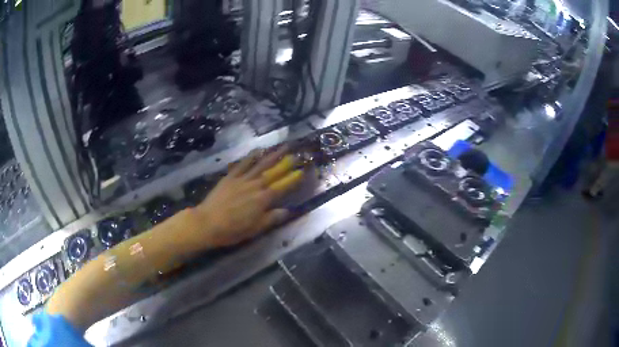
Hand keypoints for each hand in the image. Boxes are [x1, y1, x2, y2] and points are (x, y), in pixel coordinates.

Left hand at [195, 146, 303, 246]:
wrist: (208, 222)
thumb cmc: (233, 229)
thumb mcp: (255, 228)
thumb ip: (272, 218)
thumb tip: (288, 210)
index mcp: (263, 199)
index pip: (283, 186)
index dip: (293, 178)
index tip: (302, 170)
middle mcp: (255, 185)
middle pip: (273, 172)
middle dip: (286, 162)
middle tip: (296, 153)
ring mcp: (242, 179)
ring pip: (261, 164)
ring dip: (273, 155)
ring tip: (283, 146)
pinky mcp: (230, 177)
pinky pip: (243, 164)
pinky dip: (251, 156)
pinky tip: (258, 150)